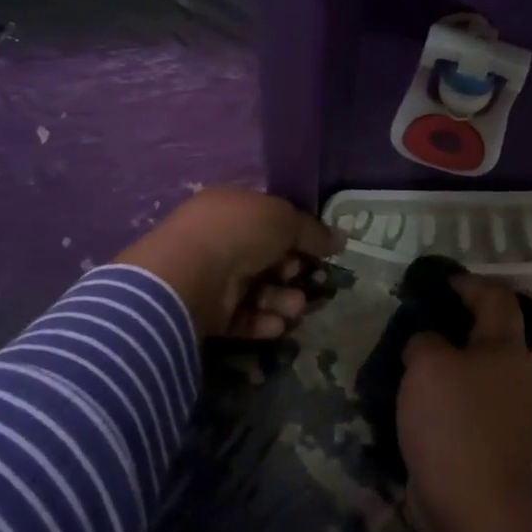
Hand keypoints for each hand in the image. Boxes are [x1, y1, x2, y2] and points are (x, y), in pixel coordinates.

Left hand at [117, 187, 341, 340]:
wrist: (191, 274)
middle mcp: (219, 239)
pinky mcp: (206, 312)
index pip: (268, 219)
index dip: (295, 234)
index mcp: (231, 207)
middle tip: (303, 276)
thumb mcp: (285, 219)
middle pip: (265, 257)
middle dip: (290, 270)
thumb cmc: (239, 232)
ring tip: (295, 307)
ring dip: (281, 299)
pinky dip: (261, 321)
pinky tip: (277, 325)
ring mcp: (210, 276)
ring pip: (256, 289)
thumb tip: (341, 239)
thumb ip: (313, 231)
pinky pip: (241, 316)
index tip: (318, 249)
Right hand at [398, 276, 531, 531]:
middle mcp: (513, 374)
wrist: (475, 511)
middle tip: (414, 317)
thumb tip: (426, 343)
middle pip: (486, 333)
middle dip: (452, 321)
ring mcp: (503, 411)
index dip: (469, 282)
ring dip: (443, 359)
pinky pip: (462, 402)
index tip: (437, 281)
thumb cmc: (454, 424)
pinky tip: (410, 395)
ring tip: (405, 355)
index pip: (496, 298)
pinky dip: (440, 392)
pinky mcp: (487, 441)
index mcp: (507, 348)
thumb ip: (424, 340)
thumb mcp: (427, 365)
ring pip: (472, 369)